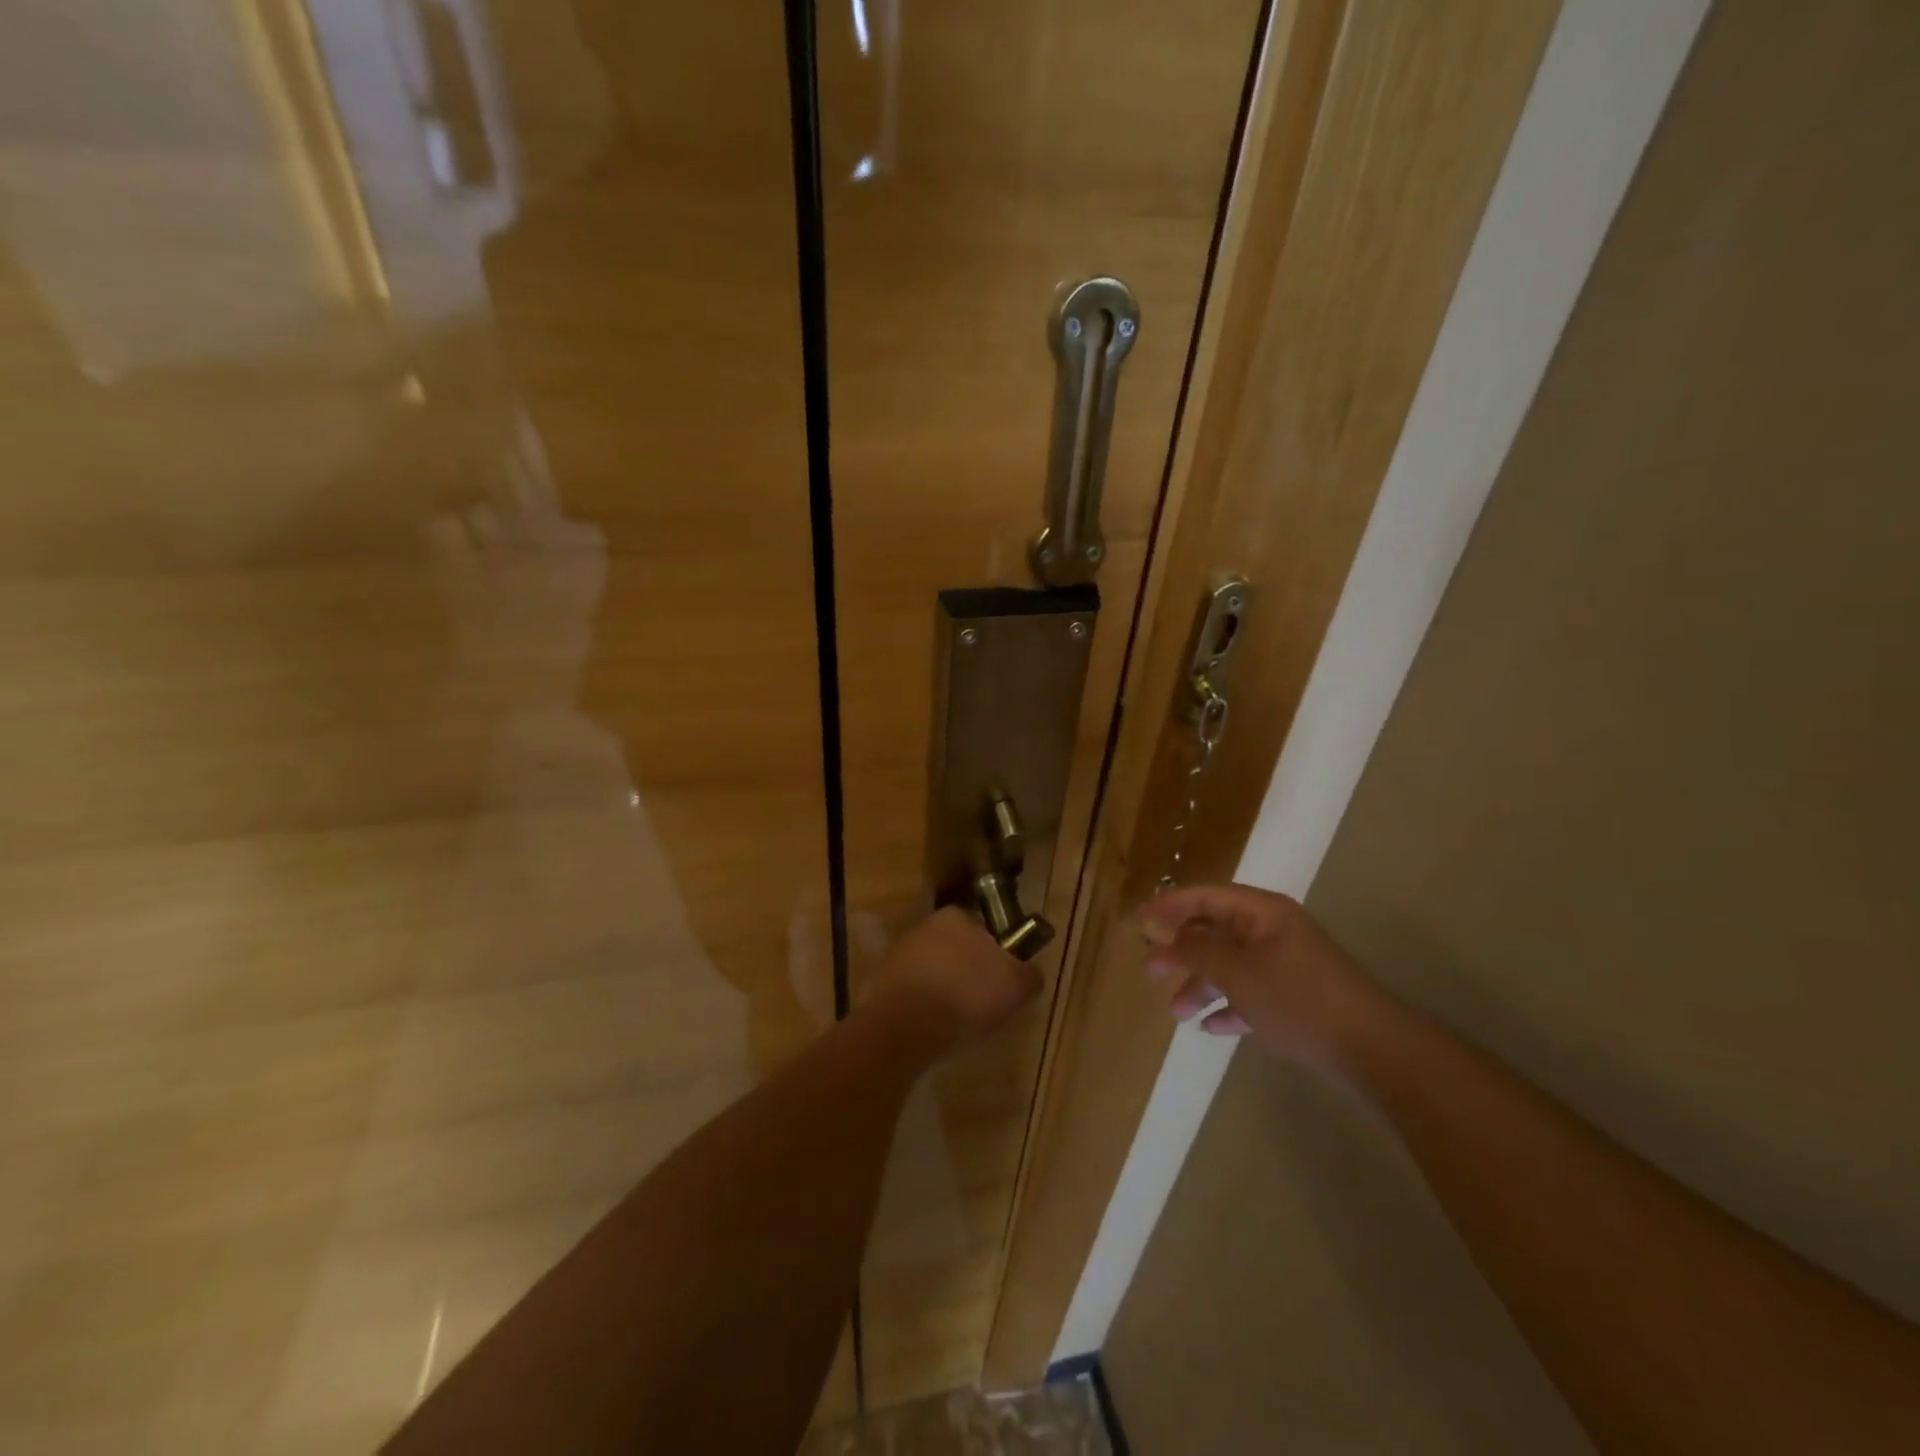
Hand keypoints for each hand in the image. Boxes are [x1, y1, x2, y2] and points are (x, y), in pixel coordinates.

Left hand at [867, 907, 1043, 1055]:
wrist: (904, 1028)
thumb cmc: (966, 996)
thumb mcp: (1016, 986)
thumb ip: (1029, 974)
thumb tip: (1030, 973)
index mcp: (956, 916)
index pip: (983, 929)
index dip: (996, 956)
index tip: (1001, 983)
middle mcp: (924, 926)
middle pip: (957, 949)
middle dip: (968, 972)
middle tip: (983, 1004)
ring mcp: (898, 953)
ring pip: (933, 970)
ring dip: (944, 989)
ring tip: (957, 1022)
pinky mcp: (880, 983)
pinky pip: (912, 993)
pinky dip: (923, 1007)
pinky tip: (932, 1028)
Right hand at [1140, 883, 1381, 1062]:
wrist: (1372, 1047)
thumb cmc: (1297, 998)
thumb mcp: (1238, 972)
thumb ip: (1198, 951)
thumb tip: (1170, 937)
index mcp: (1261, 912)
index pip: (1205, 897)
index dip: (1169, 906)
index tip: (1139, 921)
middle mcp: (1273, 931)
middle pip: (1216, 932)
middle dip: (1182, 952)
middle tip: (1150, 972)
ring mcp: (1287, 963)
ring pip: (1231, 966)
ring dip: (1202, 985)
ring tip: (1176, 1013)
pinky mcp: (1297, 996)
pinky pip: (1252, 992)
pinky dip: (1230, 1005)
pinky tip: (1212, 1027)